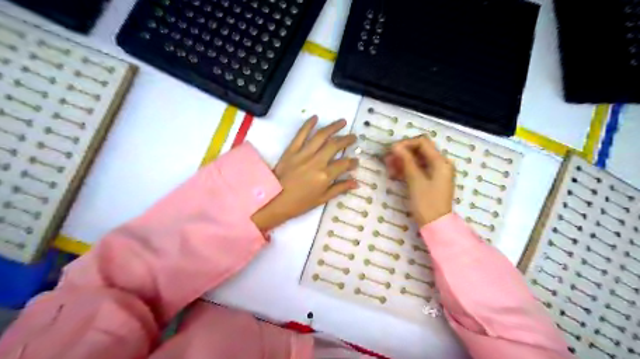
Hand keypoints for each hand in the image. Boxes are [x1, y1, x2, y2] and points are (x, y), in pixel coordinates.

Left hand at [252, 116, 358, 230]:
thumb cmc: (299, 203)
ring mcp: (303, 154)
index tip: (356, 161)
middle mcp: (316, 161)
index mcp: (325, 176)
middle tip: (354, 137)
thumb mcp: (321, 199)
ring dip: (333, 127)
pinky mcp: (291, 150)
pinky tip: (315, 117)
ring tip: (342, 122)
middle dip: (347, 139)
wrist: (274, 200)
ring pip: (321, 136)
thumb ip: (339, 189)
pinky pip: (300, 134)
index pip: (344, 164)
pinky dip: (308, 124)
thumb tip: (356, 183)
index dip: (353, 162)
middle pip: (335, 145)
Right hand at [385, 136, 454, 225]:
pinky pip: (419, 170)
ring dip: (403, 162)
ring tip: (388, 168)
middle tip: (387, 159)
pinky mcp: (432, 181)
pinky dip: (407, 170)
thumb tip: (395, 146)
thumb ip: (406, 161)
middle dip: (403, 153)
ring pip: (418, 160)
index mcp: (440, 162)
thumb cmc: (426, 202)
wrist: (435, 224)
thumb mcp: (415, 180)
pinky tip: (395, 174)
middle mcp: (441, 164)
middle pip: (420, 151)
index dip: (406, 144)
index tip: (391, 150)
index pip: (422, 142)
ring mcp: (437, 173)